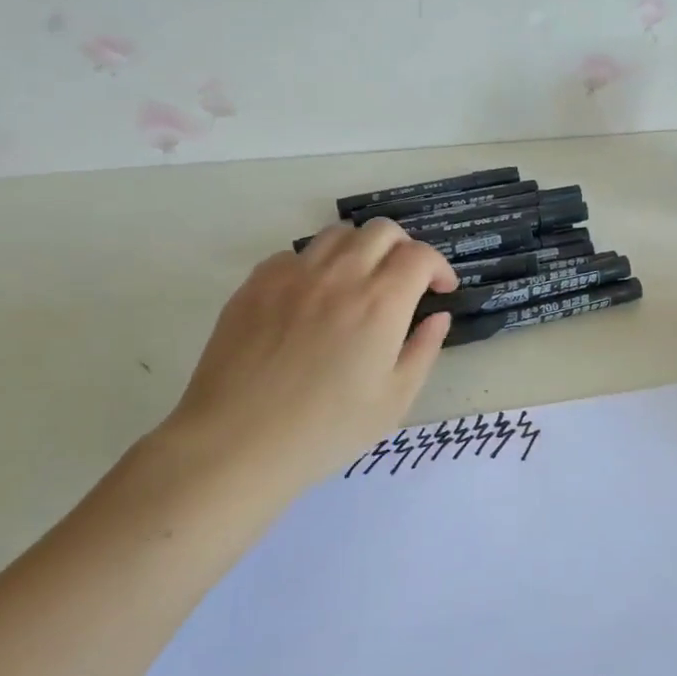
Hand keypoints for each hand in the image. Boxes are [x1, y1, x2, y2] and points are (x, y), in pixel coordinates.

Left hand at [151, 221, 456, 500]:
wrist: (235, 444)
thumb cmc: (325, 430)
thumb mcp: (394, 400)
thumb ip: (423, 350)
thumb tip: (437, 317)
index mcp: (380, 303)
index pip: (420, 255)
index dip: (438, 267)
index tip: (440, 290)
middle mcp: (339, 276)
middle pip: (382, 231)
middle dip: (404, 249)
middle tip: (404, 281)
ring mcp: (293, 276)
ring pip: (338, 234)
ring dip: (361, 249)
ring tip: (359, 283)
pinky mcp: (255, 284)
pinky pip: (295, 254)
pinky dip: (316, 265)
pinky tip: (312, 298)